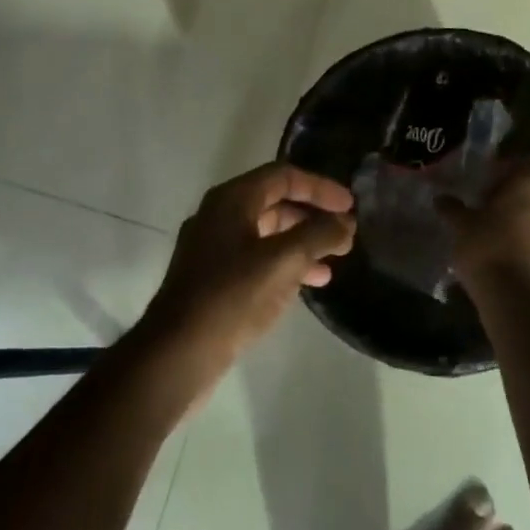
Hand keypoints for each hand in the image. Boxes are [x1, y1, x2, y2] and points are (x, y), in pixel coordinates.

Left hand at [146, 162, 356, 375]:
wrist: (178, 353)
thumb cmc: (232, 297)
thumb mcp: (284, 261)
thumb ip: (319, 235)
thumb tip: (345, 222)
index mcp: (231, 200)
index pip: (284, 176)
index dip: (321, 187)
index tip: (351, 206)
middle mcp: (219, 215)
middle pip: (275, 201)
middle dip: (313, 215)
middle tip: (345, 232)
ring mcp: (213, 248)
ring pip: (267, 233)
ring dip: (303, 241)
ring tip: (335, 260)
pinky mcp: (213, 279)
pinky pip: (257, 258)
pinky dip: (285, 263)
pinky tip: (309, 283)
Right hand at [440, 167, 529, 294]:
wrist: (512, 296)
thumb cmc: (486, 247)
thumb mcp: (461, 225)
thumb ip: (452, 207)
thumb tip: (441, 198)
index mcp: (529, 184)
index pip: (516, 165)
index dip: (496, 171)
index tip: (477, 182)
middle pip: (526, 190)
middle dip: (505, 195)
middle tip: (479, 203)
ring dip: (514, 217)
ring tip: (487, 227)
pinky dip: (520, 237)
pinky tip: (499, 246)